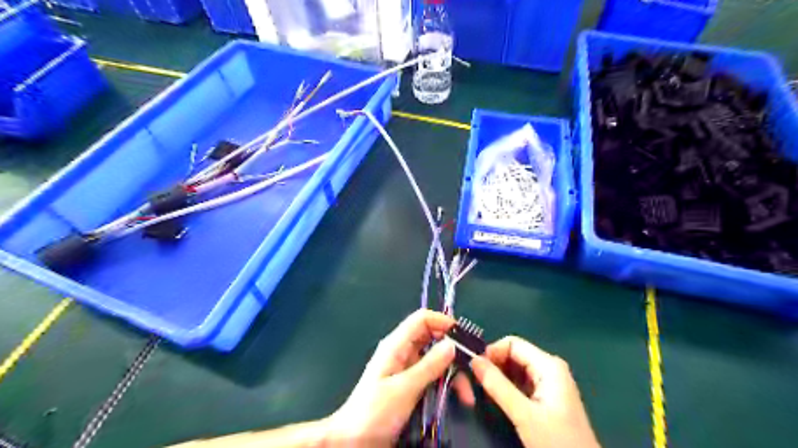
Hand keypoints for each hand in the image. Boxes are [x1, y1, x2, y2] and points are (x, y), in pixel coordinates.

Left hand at [326, 312, 471, 446]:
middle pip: (432, 339)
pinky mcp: (411, 385)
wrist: (352, 441)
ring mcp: (407, 369)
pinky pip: (433, 377)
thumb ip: (429, 366)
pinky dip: (446, 384)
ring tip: (466, 395)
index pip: (421, 320)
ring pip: (436, 360)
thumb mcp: (404, 389)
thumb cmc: (374, 412)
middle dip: (453, 351)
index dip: (443, 322)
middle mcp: (403, 352)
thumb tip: (452, 344)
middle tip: (473, 368)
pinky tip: (457, 398)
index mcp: (396, 345)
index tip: (465, 337)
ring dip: (453, 373)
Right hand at [472, 336, 597, 447]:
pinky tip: (497, 399)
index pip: (512, 343)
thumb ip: (498, 386)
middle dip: (494, 365)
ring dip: (498, 377)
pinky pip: (521, 382)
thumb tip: (474, 360)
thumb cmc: (557, 441)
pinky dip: (507, 387)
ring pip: (515, 369)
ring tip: (483, 390)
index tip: (474, 368)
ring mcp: (549, 382)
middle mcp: (550, 368)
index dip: (492, 352)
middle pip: (514, 355)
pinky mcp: (546, 396)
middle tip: (475, 381)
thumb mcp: (524, 414)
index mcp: (549, 365)